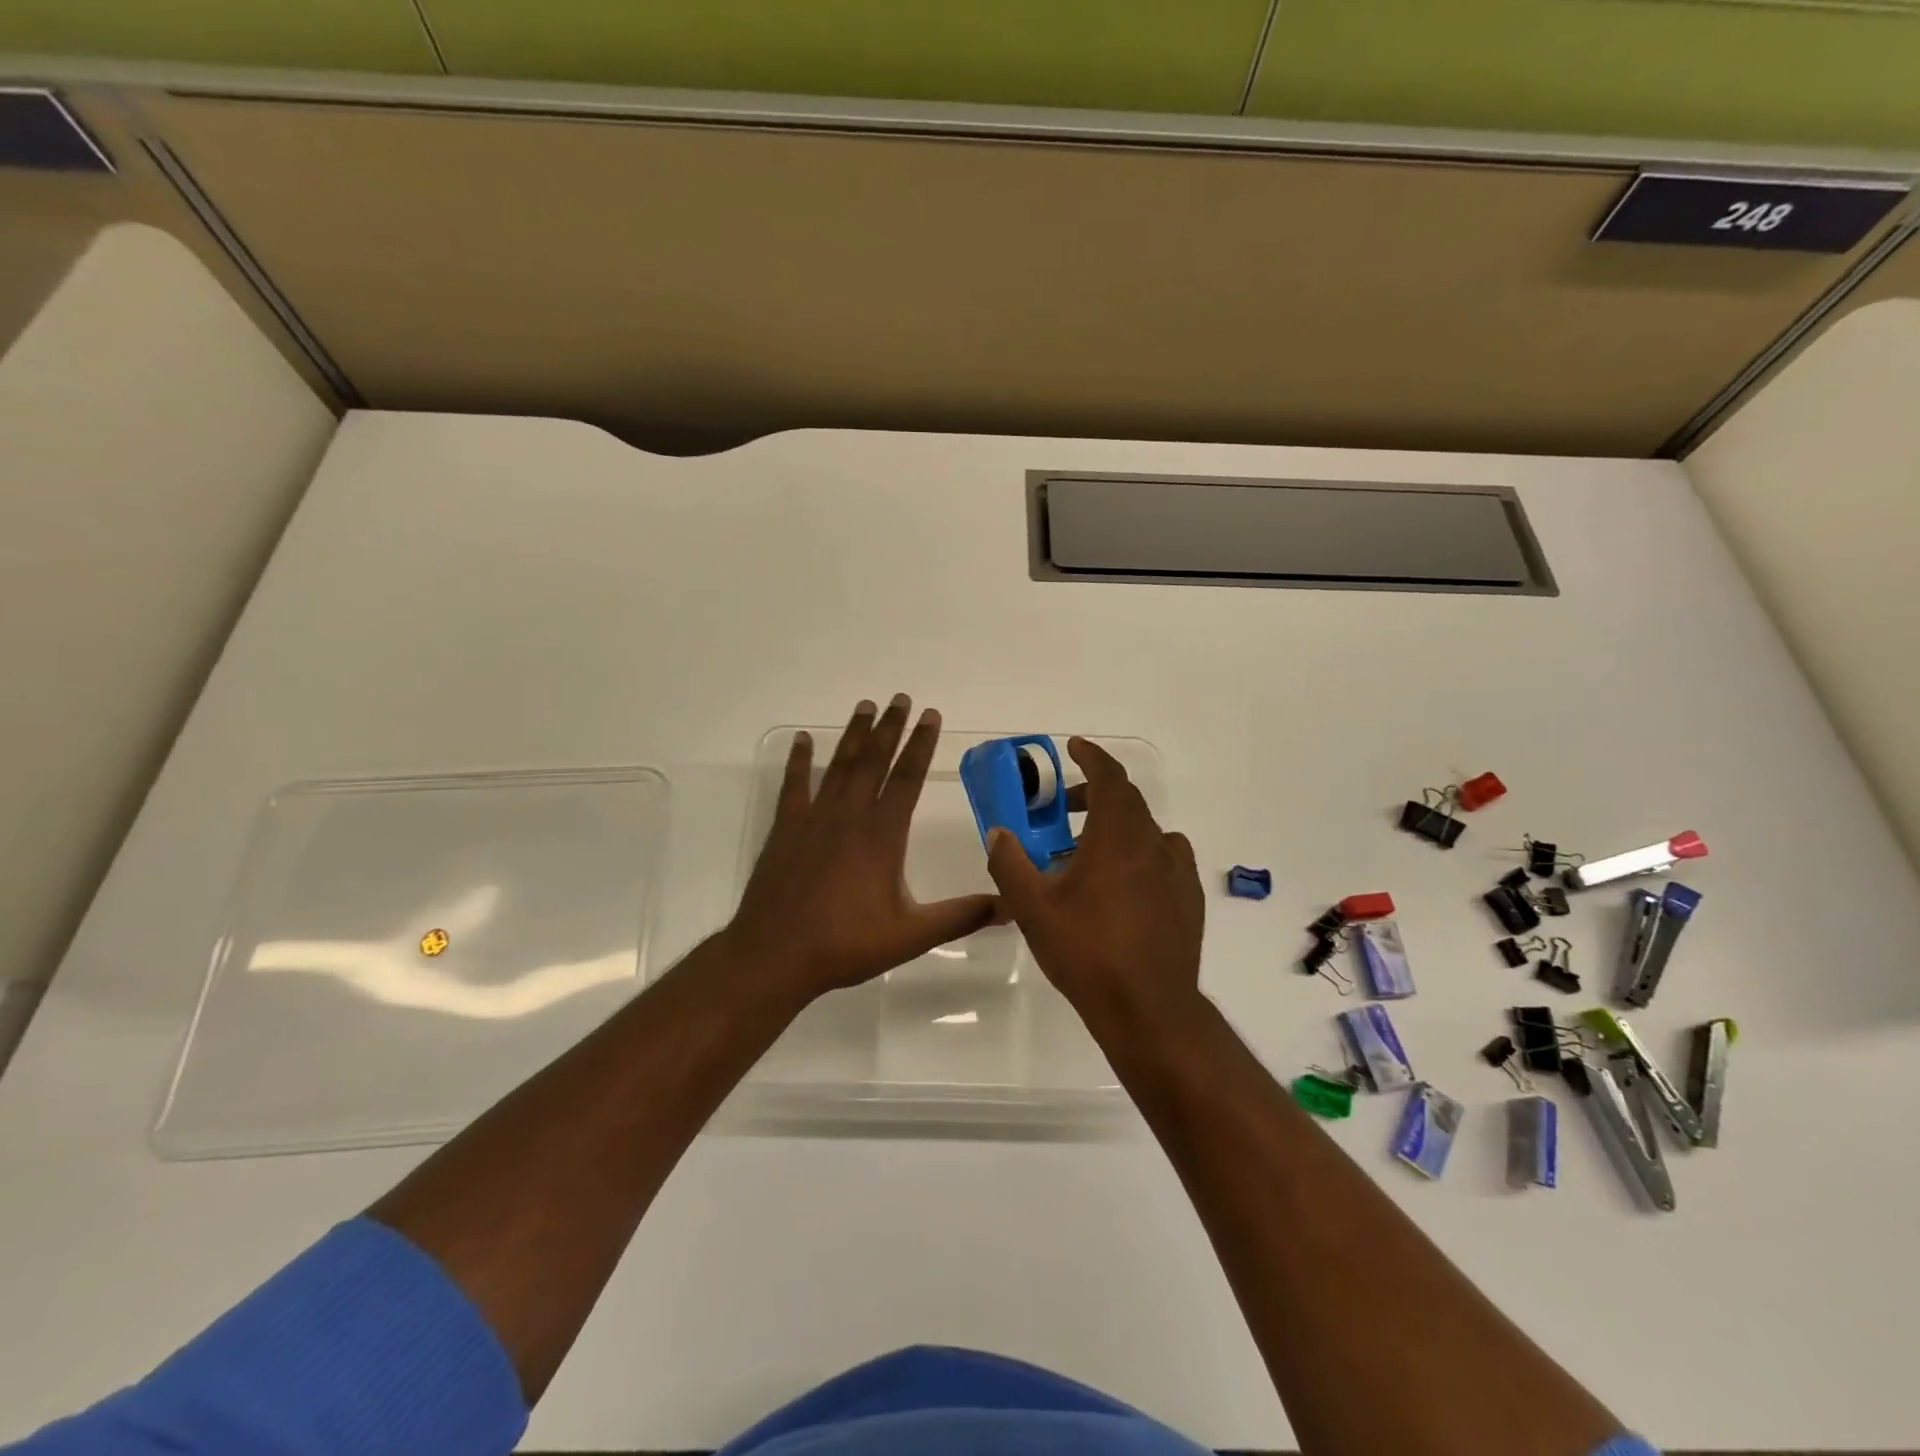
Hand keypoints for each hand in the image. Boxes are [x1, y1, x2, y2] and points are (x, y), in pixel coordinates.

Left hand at [727, 695, 998, 1001]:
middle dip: (890, 727)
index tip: (931, 716)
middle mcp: (849, 816)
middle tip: (900, 698)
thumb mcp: (911, 935)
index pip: (907, 778)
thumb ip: (961, 916)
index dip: (921, 745)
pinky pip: (794, 785)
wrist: (775, 956)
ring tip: (865, 705)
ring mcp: (814, 819)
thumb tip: (1009, 905)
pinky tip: (802, 740)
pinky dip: (799, 761)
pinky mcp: (786, 829)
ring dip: (854, 734)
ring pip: (839, 766)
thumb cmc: (846, 944)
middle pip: (873, 760)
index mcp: (882, 835)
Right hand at [986, 737, 1205, 1043]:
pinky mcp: (1188, 899)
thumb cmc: (1086, 951)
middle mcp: (1153, 844)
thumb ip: (1010, 863)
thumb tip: (999, 833)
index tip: (1074, 747)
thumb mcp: (1033, 908)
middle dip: (1095, 792)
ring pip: (1146, 830)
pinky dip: (1140, 853)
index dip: (1092, 756)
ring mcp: (1177, 872)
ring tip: (1087, 851)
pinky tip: (1122, 885)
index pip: (1110, 778)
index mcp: (1117, 837)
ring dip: (1116, 826)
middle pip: (1127, 801)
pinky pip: (1164, 858)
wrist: (1147, 1008)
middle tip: (1064, 804)